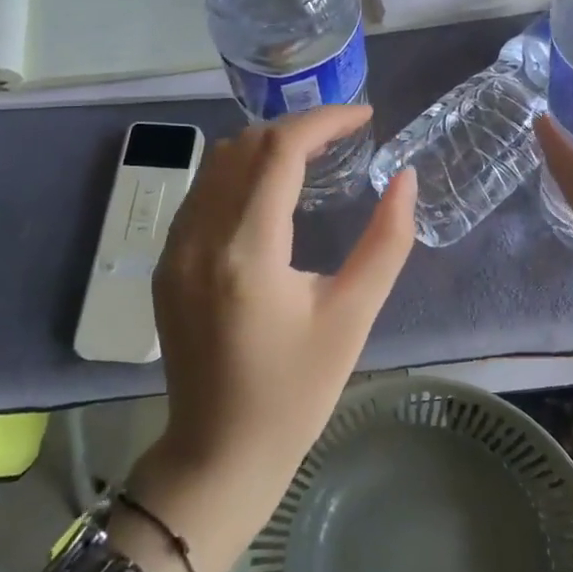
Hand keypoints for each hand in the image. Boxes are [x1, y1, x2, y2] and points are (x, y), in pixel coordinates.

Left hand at [132, 106, 415, 571]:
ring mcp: (174, 248)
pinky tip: (271, 191)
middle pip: (246, 145)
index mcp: (247, 252)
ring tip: (313, 155)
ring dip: (266, 145)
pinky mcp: (166, 262)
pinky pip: (202, 191)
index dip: (324, 121)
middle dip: (298, 127)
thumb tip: (406, 179)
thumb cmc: (295, 393)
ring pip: (218, 161)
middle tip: (344, 136)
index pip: (280, 151)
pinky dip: (240, 171)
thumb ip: (386, 241)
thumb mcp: (353, 317)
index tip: (364, 117)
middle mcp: (200, 237)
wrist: (219, 453)